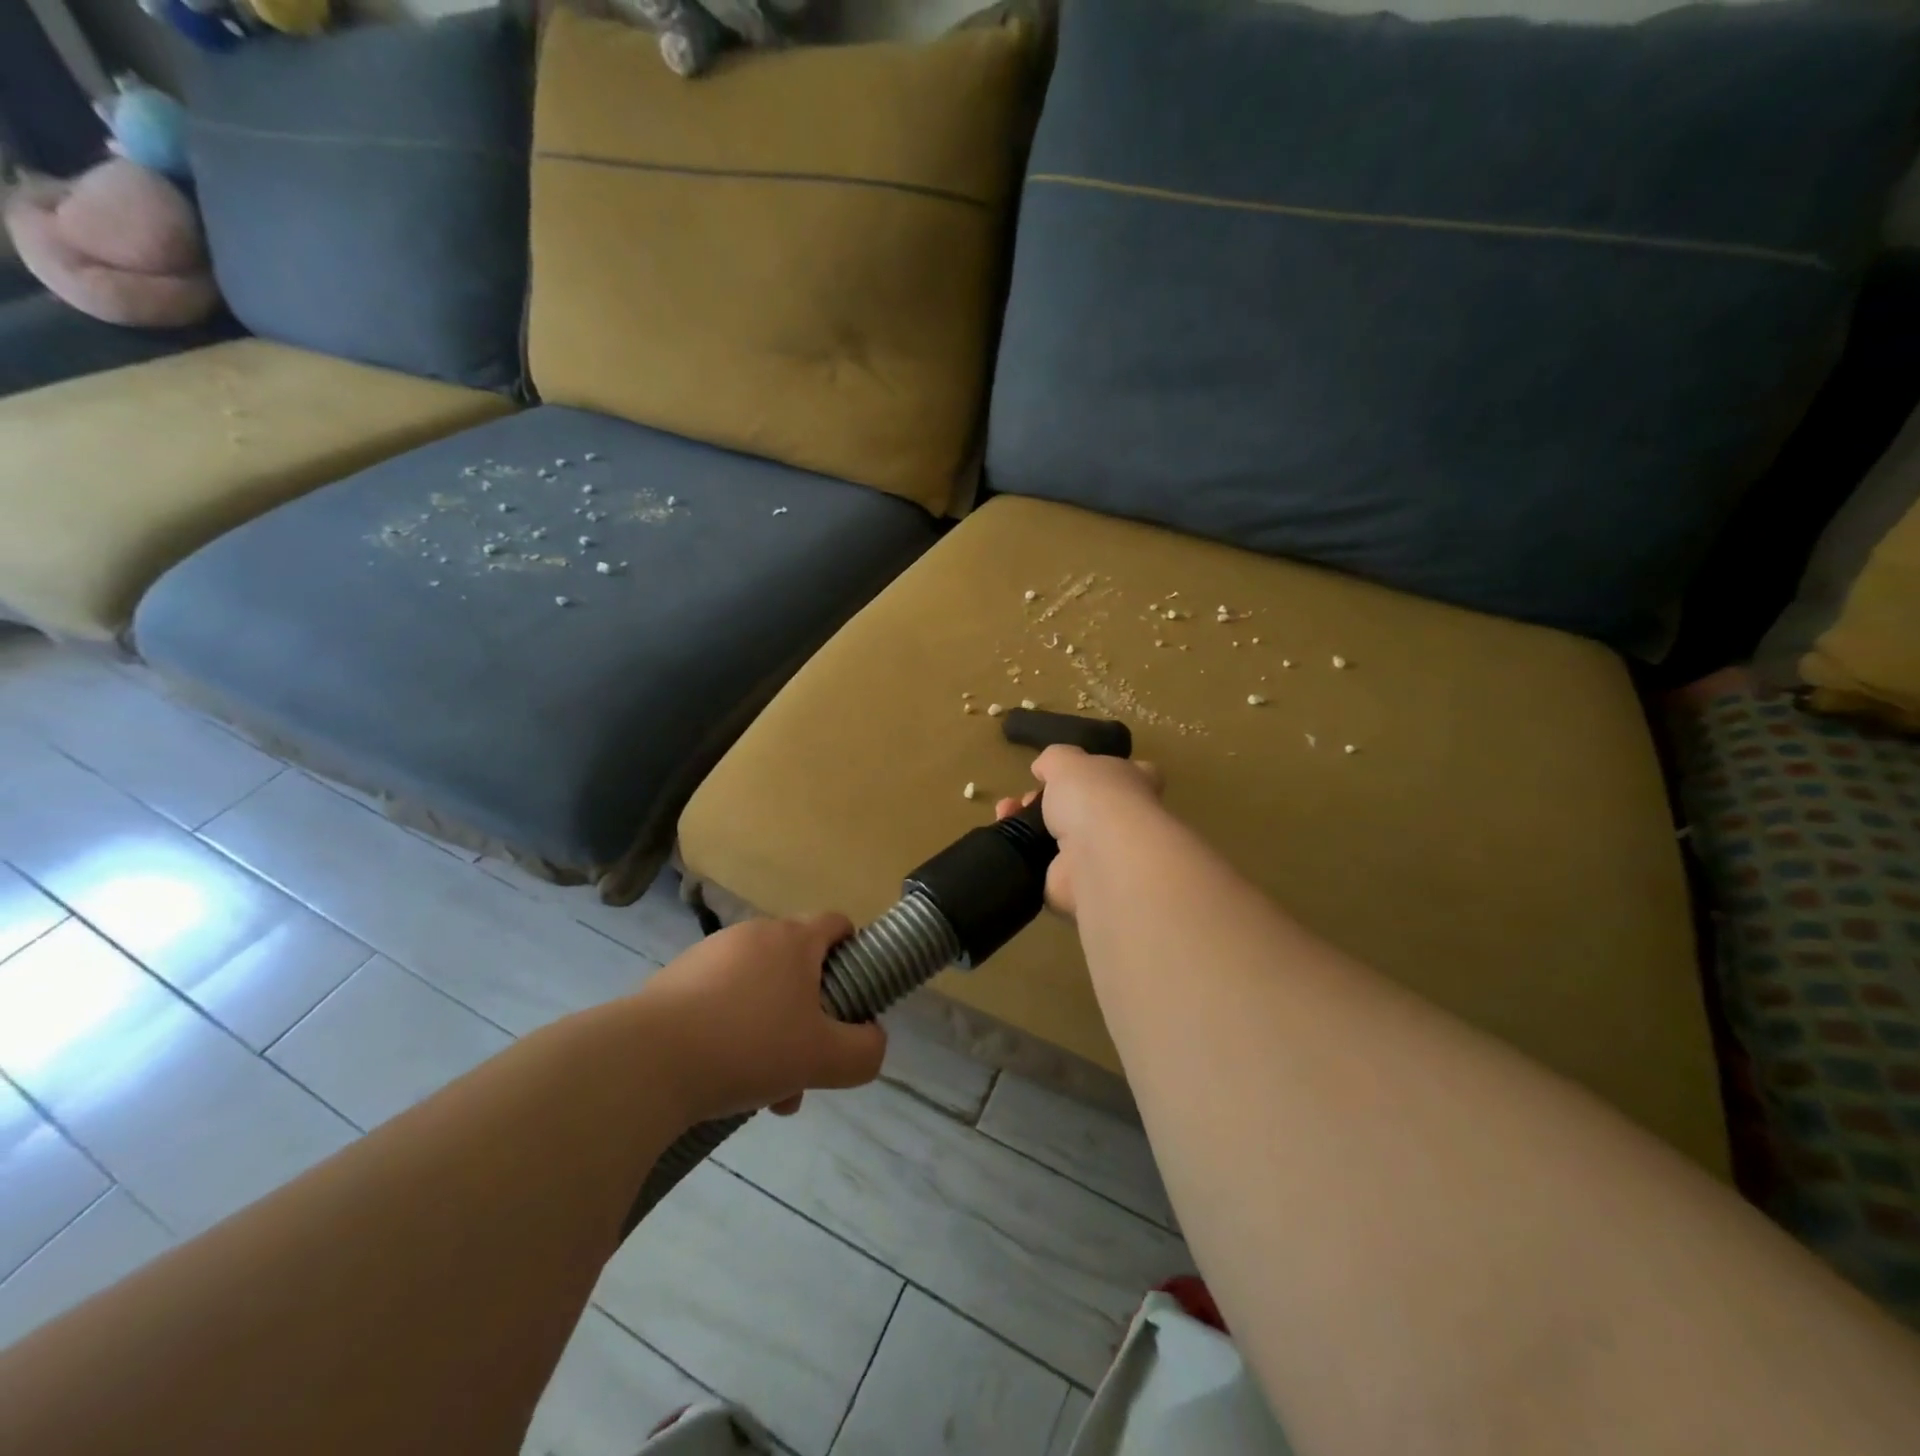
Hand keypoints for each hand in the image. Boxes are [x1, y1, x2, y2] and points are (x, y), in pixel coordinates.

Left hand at [642, 913, 886, 1124]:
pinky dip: (733, 1031)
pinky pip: (721, 1000)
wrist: (645, 1062)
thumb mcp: (824, 1058)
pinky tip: (722, 1079)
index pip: (836, 923)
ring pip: (759, 989)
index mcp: (793, 939)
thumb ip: (865, 1050)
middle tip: (806, 1063)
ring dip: (772, 1030)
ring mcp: (709, 954)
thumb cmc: (749, 1046)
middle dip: (810, 1014)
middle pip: (797, 965)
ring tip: (763, 1090)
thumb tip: (873, 1041)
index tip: (853, 993)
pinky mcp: (675, 980)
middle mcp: (753, 935)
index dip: (853, 951)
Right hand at [995, 746, 1162, 916]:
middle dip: (1049, 799)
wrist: (1098, 860)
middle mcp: (1121, 821)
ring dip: (1030, 824)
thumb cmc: (1093, 798)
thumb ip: (1055, 759)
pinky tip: (1004, 837)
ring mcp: (1099, 855)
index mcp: (1132, 785)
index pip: (1128, 774)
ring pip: (1059, 836)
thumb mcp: (1068, 761)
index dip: (1102, 771)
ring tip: (1005, 812)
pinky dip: (1022, 854)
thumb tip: (1044, 768)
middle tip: (1027, 797)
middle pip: (1084, 807)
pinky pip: (1042, 866)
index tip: (1074, 771)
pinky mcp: (1074, 884)